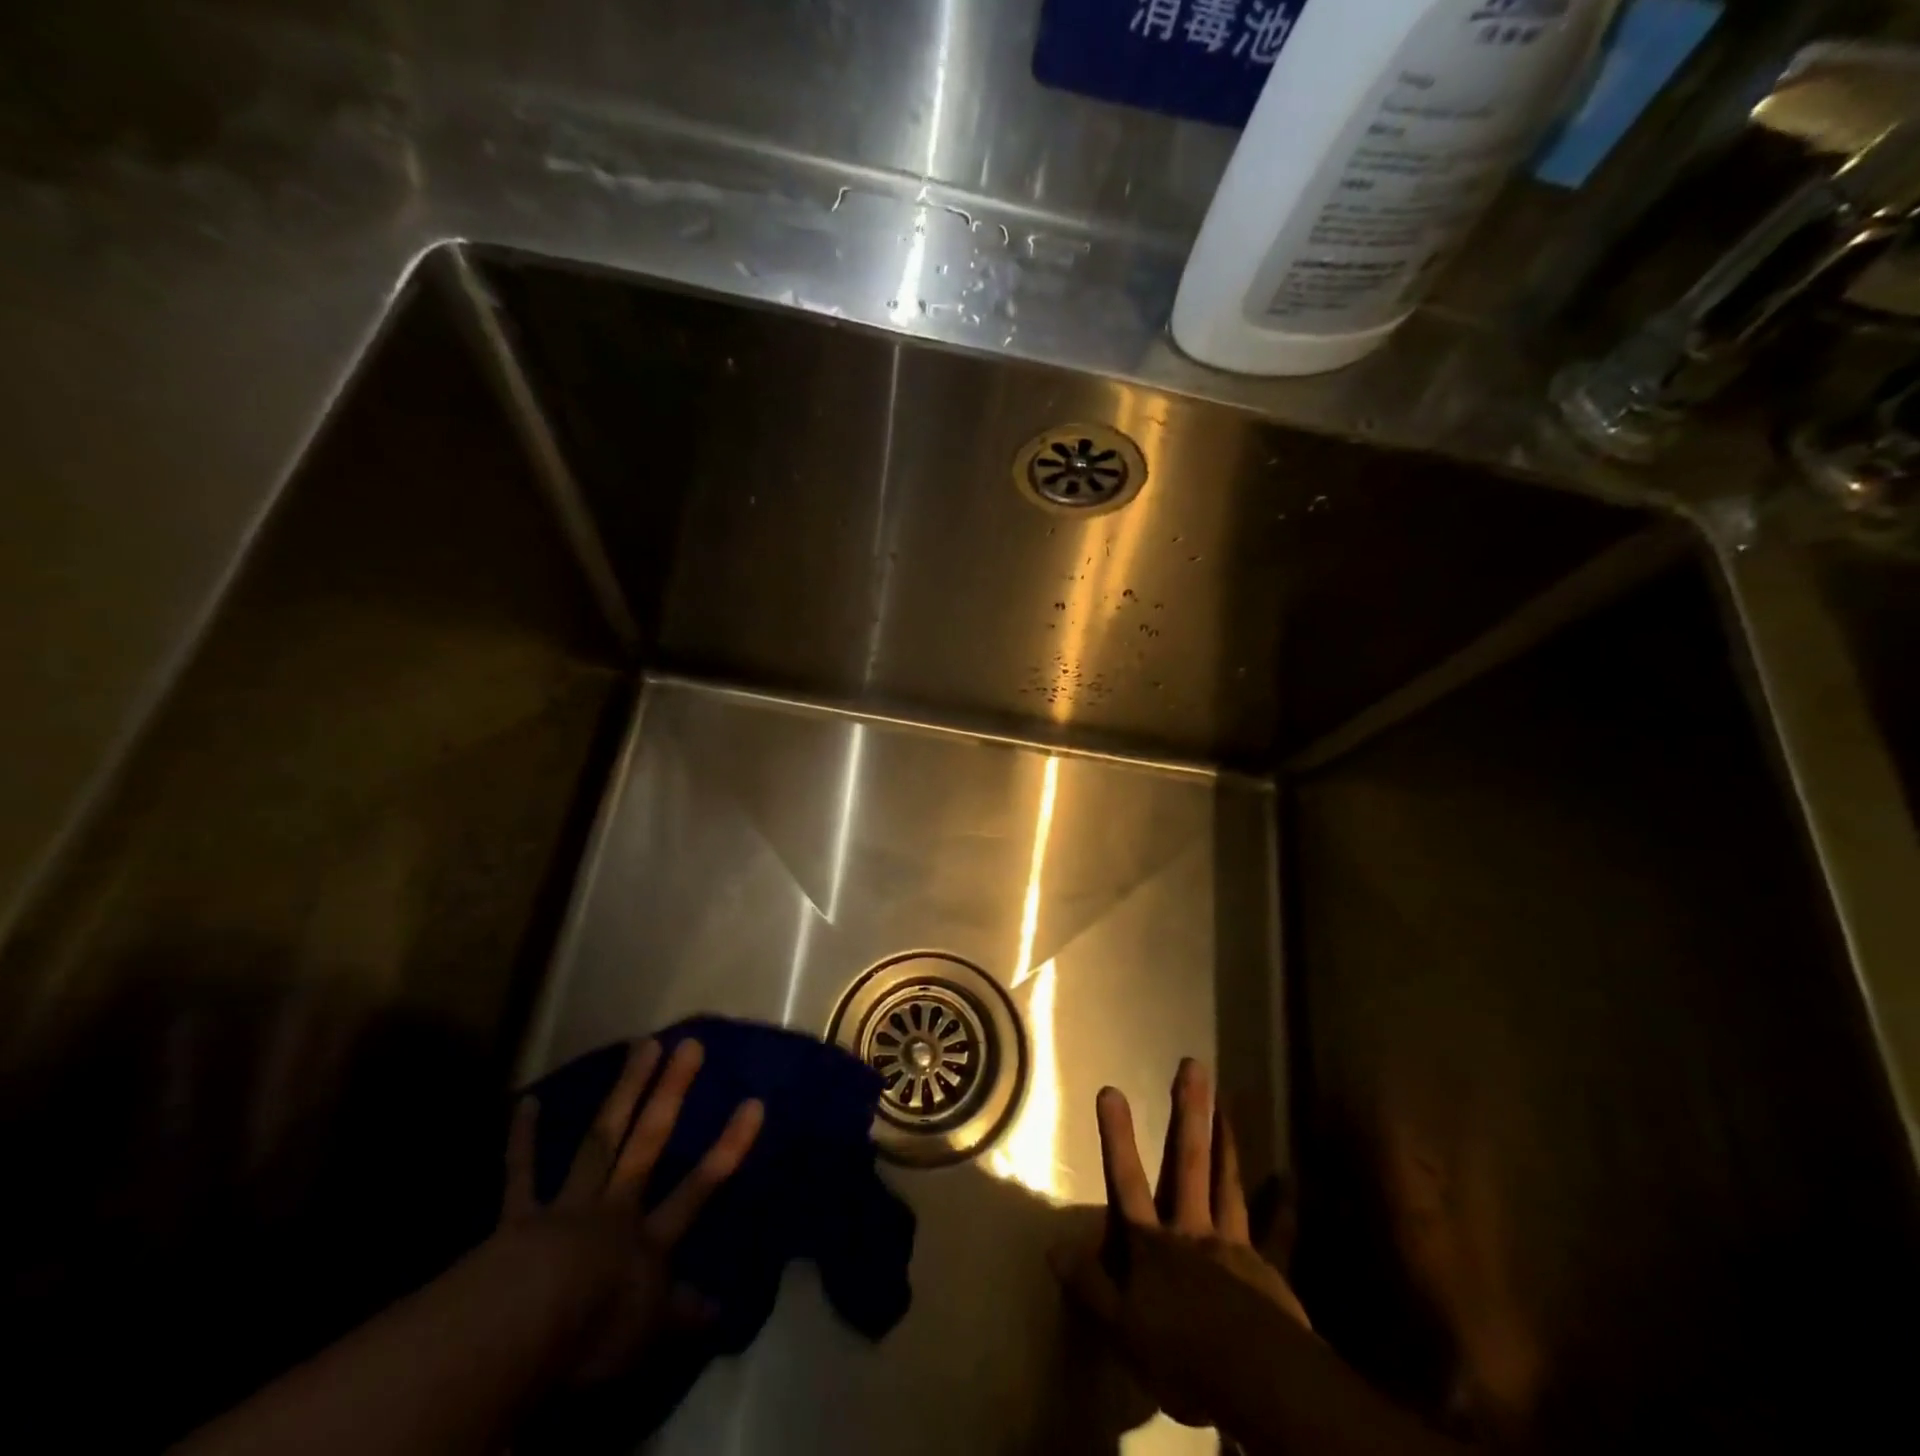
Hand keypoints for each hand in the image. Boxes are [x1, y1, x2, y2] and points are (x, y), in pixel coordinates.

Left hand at [494, 1038, 763, 1386]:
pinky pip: (522, 1174)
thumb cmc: (595, 1333)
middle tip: (690, 1045)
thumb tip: (723, 1310)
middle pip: (649, 1141)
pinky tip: (528, 1101)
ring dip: (623, 1092)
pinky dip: (524, 1140)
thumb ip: (685, 1317)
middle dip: (671, 1093)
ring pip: (601, 1139)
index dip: (728, 1148)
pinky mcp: (520, 1217)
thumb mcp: (651, 1335)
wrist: (523, 1327)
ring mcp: (569, 1206)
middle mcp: (615, 1208)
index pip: (700, 1188)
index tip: (754, 1103)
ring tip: (641, 1046)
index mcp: (648, 1240)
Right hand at [1054, 1059, 1309, 1429]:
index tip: (1111, 1090)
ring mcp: (1233, 1246)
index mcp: (1153, 1244)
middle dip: (1187, 1113)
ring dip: (1225, 1142)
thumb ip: (1089, 1285)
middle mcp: (1192, 1231)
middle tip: (1194, 1066)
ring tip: (1227, 1104)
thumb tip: (1053, 1245)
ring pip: (1227, 1184)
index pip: (1127, 1182)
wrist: (1257, 1383)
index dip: (1118, 1138)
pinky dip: (1281, 1208)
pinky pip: (1277, 1235)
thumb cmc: (1183, 1356)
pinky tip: (1288, 1182)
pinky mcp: (1267, 1270)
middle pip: (1186, 1163)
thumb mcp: (1122, 1330)